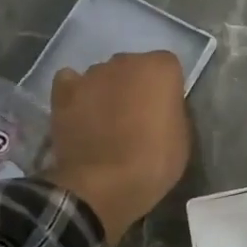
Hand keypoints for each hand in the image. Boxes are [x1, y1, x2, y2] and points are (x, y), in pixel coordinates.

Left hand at [44, 51, 190, 244]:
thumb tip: (160, 108)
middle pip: (133, 66)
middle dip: (134, 86)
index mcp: (161, 69)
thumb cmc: (154, 163)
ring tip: (104, 123)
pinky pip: (72, 81)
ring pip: (103, 75)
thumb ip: (172, 111)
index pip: (167, 68)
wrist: (104, 185)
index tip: (163, 112)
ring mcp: (91, 74)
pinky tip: (80, 113)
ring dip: (106, 91)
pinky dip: (76, 93)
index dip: (165, 90)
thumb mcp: (182, 137)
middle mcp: (126, 61)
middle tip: (135, 118)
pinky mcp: (63, 91)